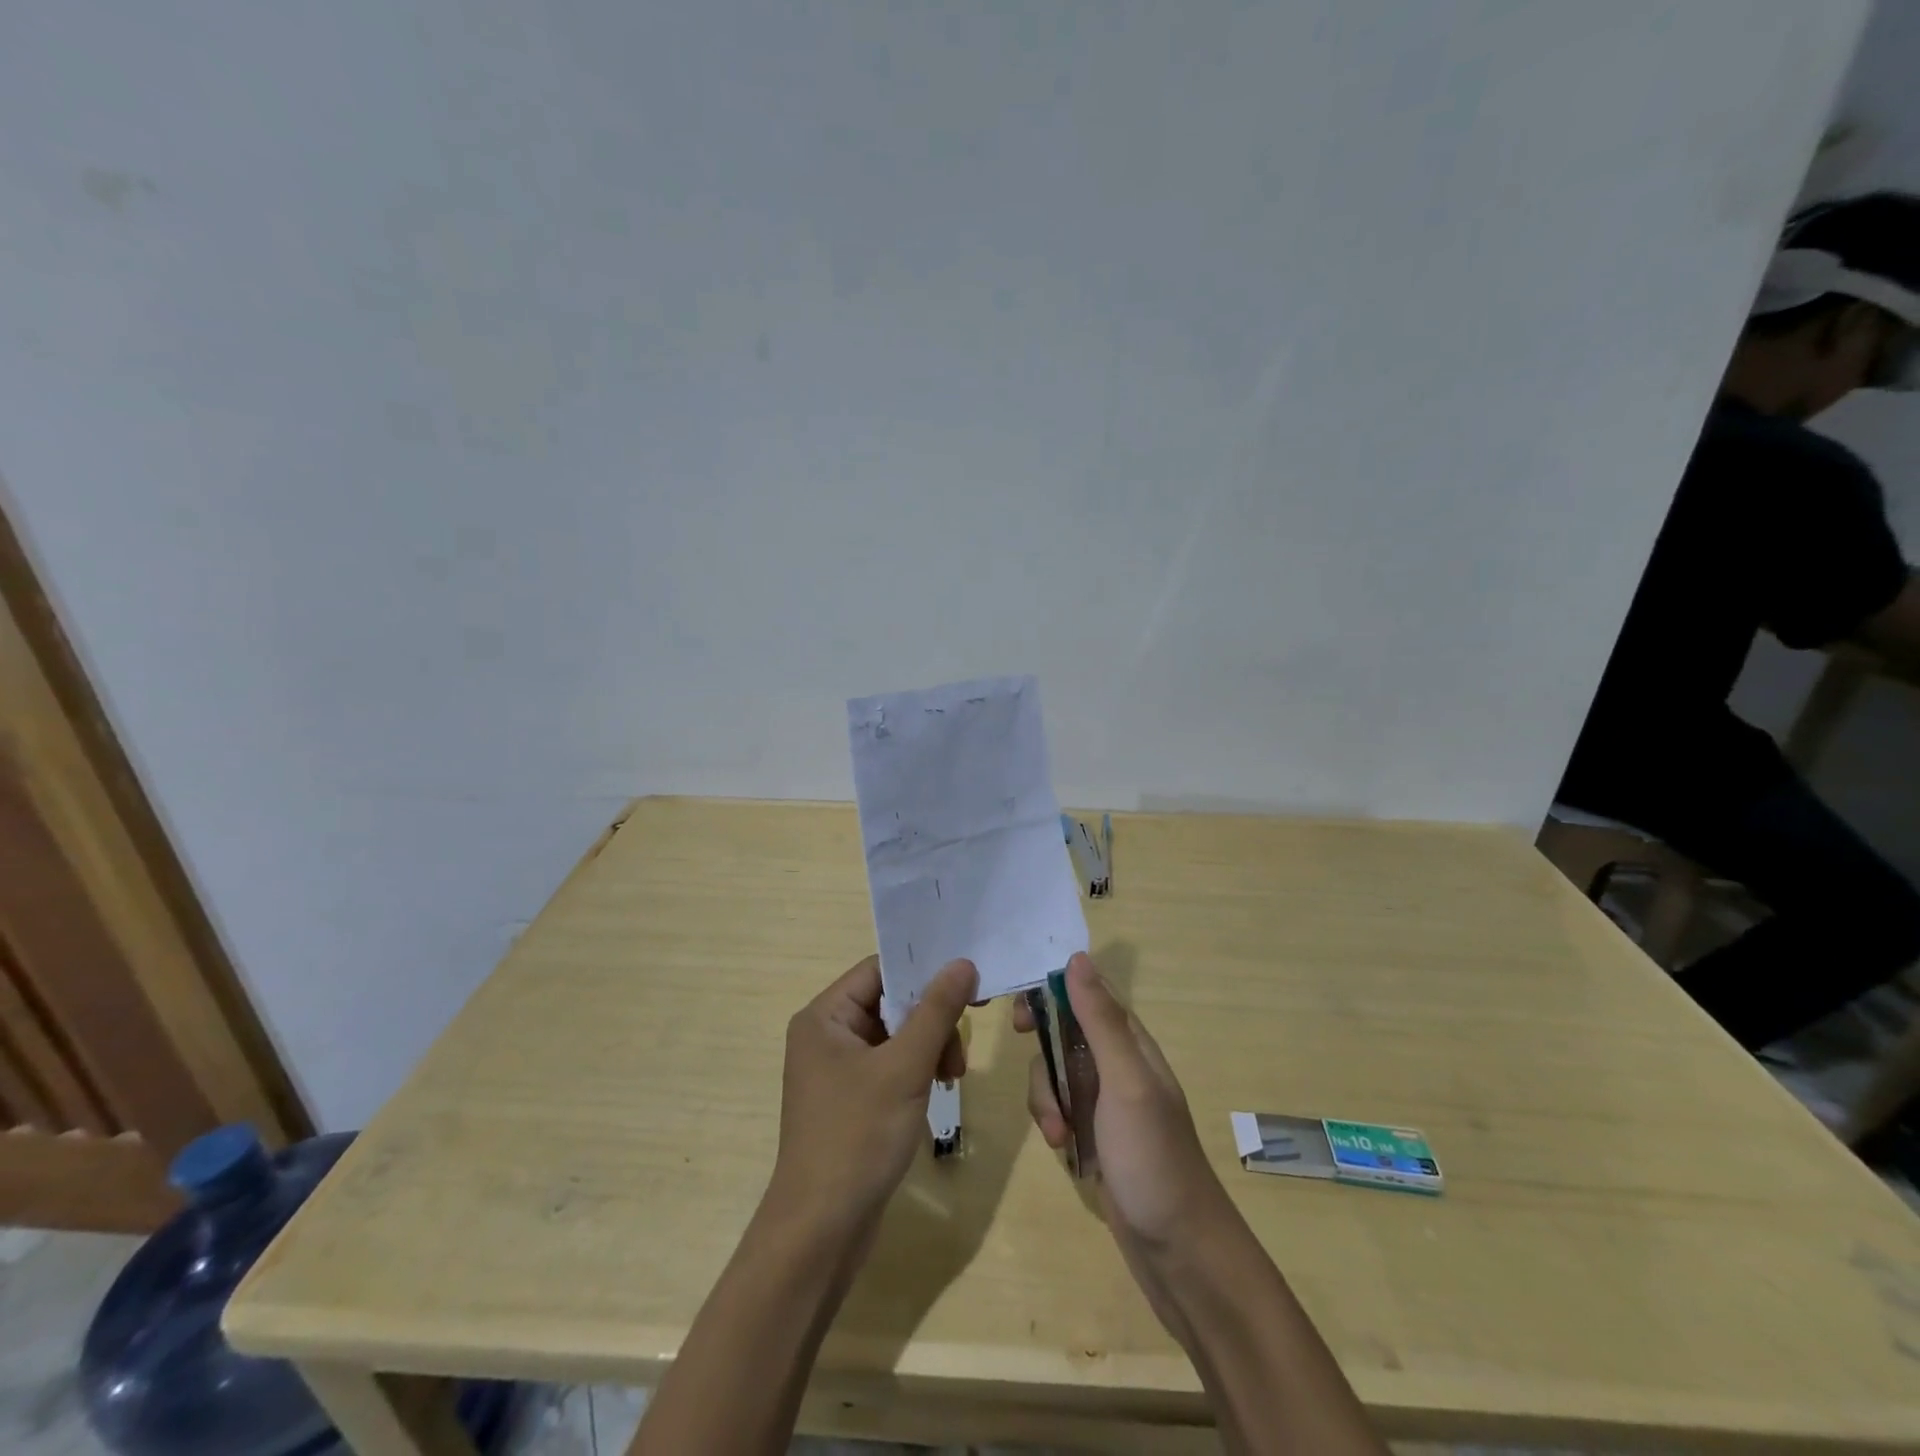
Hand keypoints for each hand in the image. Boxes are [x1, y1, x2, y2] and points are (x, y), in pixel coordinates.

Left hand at [770, 954, 976, 1233]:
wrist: (821, 1231)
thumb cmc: (857, 1137)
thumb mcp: (905, 1068)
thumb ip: (937, 1011)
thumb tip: (963, 963)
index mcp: (824, 1016)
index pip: (880, 971)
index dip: (924, 972)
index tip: (969, 985)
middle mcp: (825, 1035)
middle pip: (890, 1003)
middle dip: (931, 1020)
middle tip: (960, 1049)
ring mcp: (836, 1070)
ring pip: (895, 1036)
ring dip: (929, 1047)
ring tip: (952, 1076)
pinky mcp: (850, 1100)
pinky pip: (890, 1065)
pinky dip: (916, 1071)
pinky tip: (937, 1090)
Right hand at [1016, 952, 1229, 1251]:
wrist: (1179, 1251)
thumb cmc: (1154, 1158)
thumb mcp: (1126, 1082)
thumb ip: (1100, 1021)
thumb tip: (1077, 958)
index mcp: (1131, 1042)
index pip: (1087, 994)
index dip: (1052, 990)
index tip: (1021, 1009)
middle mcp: (1118, 1063)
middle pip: (1065, 1029)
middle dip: (1041, 1041)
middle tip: (1020, 1044)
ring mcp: (1106, 1101)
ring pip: (1056, 1070)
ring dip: (1045, 1092)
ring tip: (1054, 1129)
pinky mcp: (1095, 1134)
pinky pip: (1059, 1106)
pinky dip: (1051, 1119)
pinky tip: (1058, 1145)